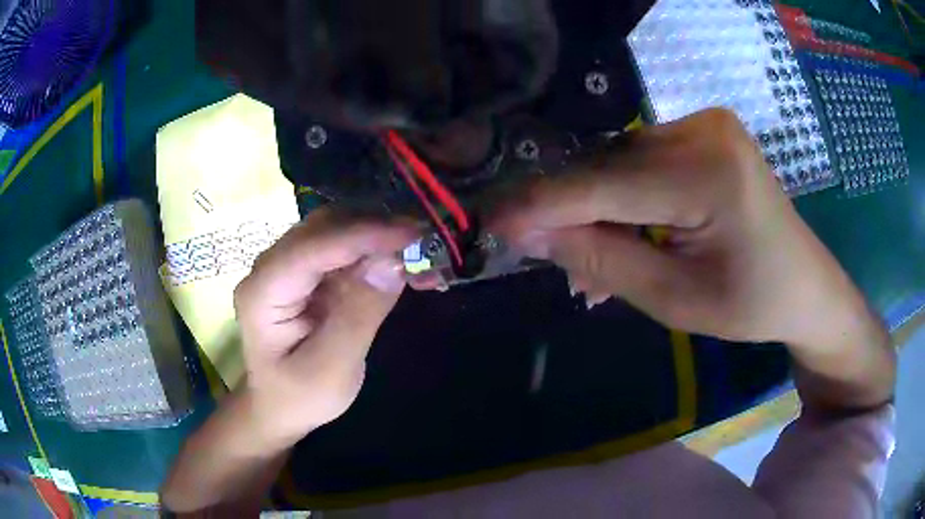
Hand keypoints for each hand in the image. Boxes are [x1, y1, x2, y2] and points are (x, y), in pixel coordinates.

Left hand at [232, 209, 415, 448]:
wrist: (278, 409)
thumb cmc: (299, 397)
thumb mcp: (331, 369)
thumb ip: (358, 315)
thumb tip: (393, 263)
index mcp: (262, 292)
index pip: (312, 248)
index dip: (362, 235)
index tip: (413, 233)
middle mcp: (269, 268)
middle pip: (321, 228)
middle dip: (372, 227)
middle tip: (422, 238)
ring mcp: (285, 267)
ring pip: (333, 231)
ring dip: (374, 234)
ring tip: (415, 248)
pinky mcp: (304, 275)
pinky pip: (340, 249)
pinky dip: (371, 249)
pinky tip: (396, 258)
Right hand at [491, 109, 875, 347]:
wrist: (805, 285)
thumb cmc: (751, 304)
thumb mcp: (676, 299)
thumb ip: (603, 260)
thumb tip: (533, 234)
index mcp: (708, 174)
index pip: (605, 184)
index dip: (543, 205)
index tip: (492, 222)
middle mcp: (703, 130)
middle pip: (610, 168)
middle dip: (572, 212)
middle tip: (545, 256)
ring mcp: (706, 123)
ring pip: (621, 162)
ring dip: (598, 207)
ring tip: (587, 256)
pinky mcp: (705, 130)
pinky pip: (644, 158)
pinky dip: (625, 195)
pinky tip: (622, 228)